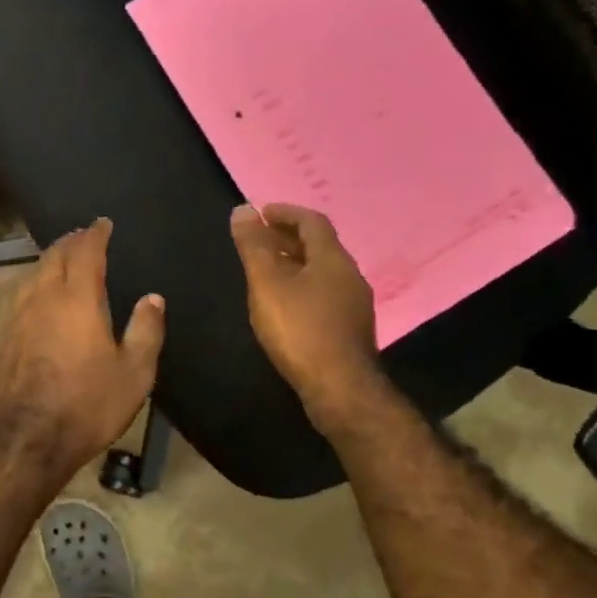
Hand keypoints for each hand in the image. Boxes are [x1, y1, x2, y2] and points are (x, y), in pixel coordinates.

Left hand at [0, 219, 164, 471]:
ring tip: (61, 262)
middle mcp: (42, 299)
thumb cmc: (87, 405)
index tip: (102, 223)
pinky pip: (19, 300)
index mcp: (77, 300)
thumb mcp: (134, 373)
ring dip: (49, 263)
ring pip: (32, 276)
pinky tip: (38, 302)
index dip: (95, 234)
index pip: (85, 252)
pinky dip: (34, 289)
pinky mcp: (1, 340)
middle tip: (82, 236)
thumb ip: (146, 331)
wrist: (24, 440)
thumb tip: (153, 298)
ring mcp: (15, 318)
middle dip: (70, 242)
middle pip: (53, 257)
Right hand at [230, 203, 381, 429]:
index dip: (286, 213)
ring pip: (322, 272)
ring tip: (267, 270)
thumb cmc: (300, 330)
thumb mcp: (267, 284)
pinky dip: (303, 287)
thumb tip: (243, 209)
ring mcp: (354, 304)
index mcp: (332, 258)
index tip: (261, 213)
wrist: (340, 388)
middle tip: (259, 239)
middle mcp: (349, 275)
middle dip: (288, 238)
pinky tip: (285, 304)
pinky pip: (324, 294)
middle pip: (319, 246)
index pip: (311, 221)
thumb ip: (254, 246)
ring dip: (296, 263)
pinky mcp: (350, 329)